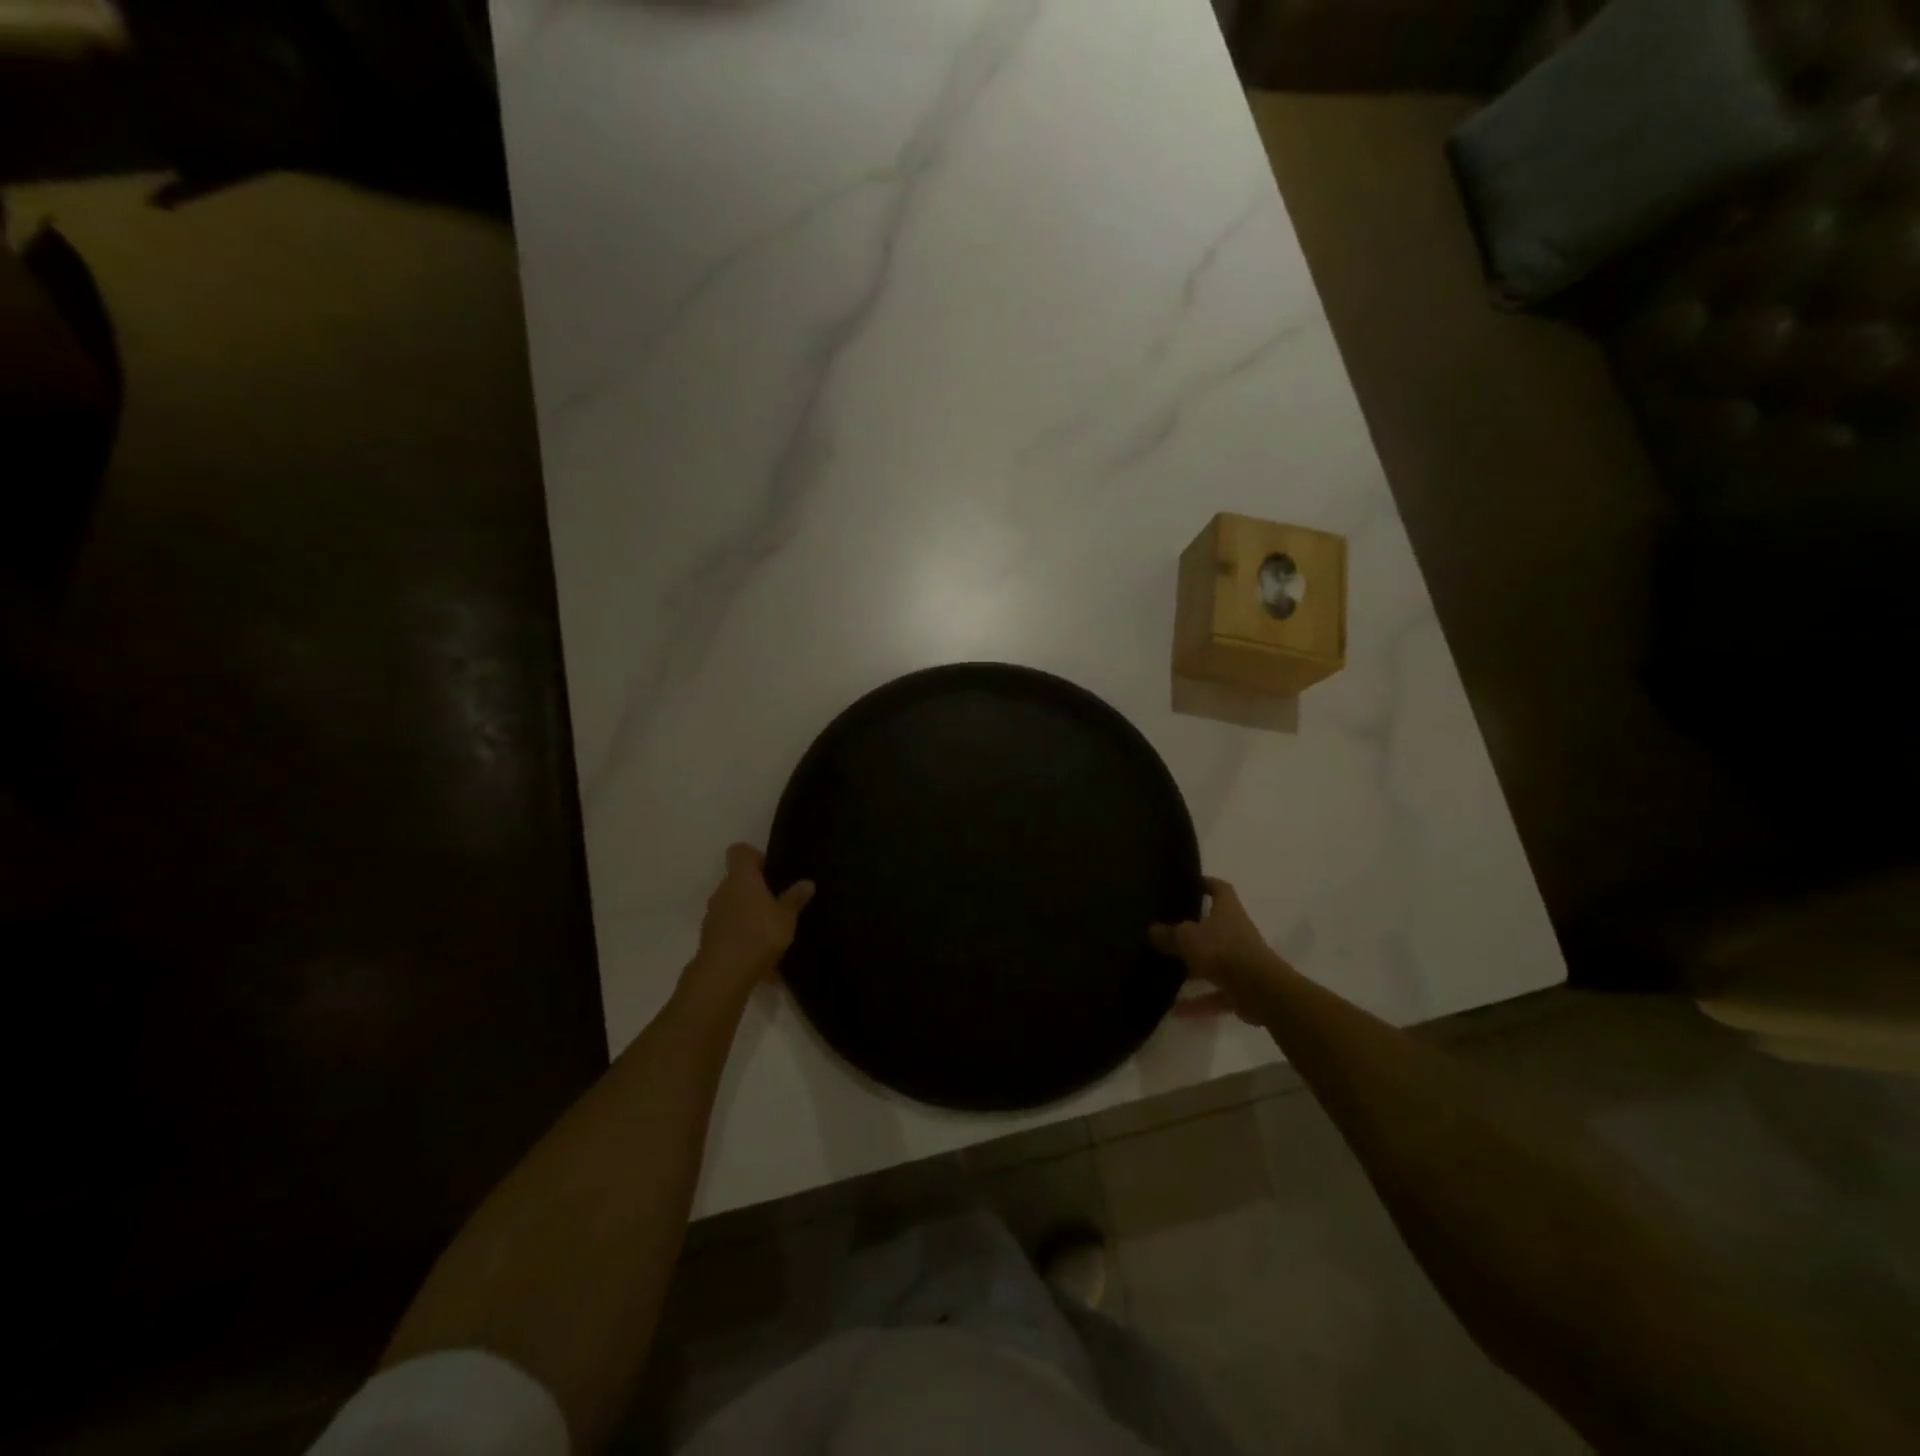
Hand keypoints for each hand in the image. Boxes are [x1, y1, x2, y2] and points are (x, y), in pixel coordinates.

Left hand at [682, 844, 814, 1008]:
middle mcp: (722, 891)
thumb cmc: (758, 935)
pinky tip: (759, 953)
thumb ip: (795, 899)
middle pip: (737, 880)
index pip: (740, 851)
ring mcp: (713, 915)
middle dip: (756, 889)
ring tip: (771, 930)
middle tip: (778, 903)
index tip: (772, 871)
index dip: (755, 856)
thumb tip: (807, 882)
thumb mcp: (786, 917)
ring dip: (748, 912)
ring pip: (732, 904)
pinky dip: (742, 934)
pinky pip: (729, 928)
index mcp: (741, 878)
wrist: (722, 976)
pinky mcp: (709, 938)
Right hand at [1149, 876, 1287, 1022]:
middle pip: (1215, 927)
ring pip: (1214, 962)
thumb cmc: (1222, 951)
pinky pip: (1215, 994)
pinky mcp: (1241, 989)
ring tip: (1167, 971)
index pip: (1220, 889)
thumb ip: (1168, 934)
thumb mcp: (1187, 937)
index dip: (1207, 883)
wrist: (1260, 990)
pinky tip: (1175, 1010)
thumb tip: (1152, 930)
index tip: (1191, 883)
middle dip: (1195, 929)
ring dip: (1194, 969)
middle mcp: (1236, 933)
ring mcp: (1240, 962)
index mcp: (1228, 912)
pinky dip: (1198, 1002)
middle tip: (1168, 929)